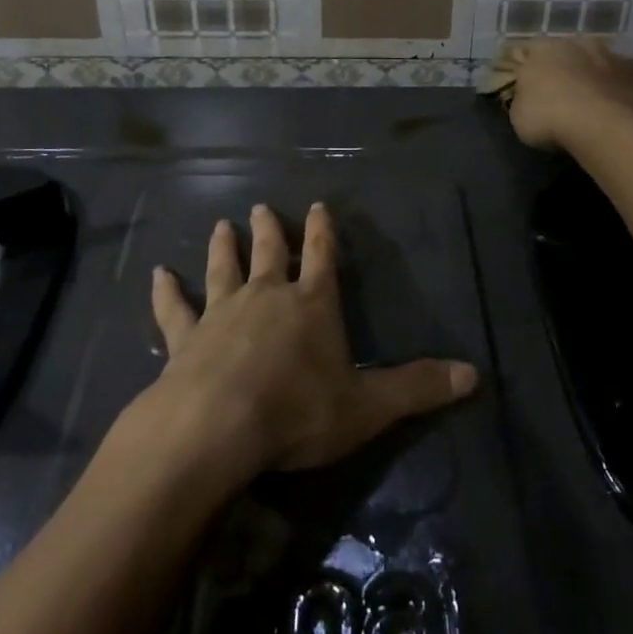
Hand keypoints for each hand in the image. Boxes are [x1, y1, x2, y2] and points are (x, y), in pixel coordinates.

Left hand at [144, 203, 476, 483]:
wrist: (217, 428)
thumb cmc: (298, 412)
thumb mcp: (368, 406)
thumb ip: (418, 388)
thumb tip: (474, 375)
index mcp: (311, 304)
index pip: (323, 256)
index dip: (323, 231)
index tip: (318, 205)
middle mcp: (266, 296)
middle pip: (269, 253)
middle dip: (270, 230)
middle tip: (263, 207)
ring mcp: (222, 313)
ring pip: (223, 269)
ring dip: (224, 247)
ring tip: (221, 224)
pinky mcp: (186, 338)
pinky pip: (174, 309)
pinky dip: (166, 292)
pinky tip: (158, 274)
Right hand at [502, 38, 632, 150]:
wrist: (608, 127)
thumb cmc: (551, 117)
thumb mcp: (519, 115)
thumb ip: (524, 100)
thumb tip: (530, 98)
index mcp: (543, 48)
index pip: (528, 52)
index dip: (527, 70)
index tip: (529, 89)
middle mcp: (578, 44)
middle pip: (567, 54)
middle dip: (565, 71)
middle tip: (561, 97)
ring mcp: (612, 57)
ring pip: (597, 66)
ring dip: (593, 81)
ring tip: (591, 109)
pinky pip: (620, 84)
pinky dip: (616, 95)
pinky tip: (614, 116)